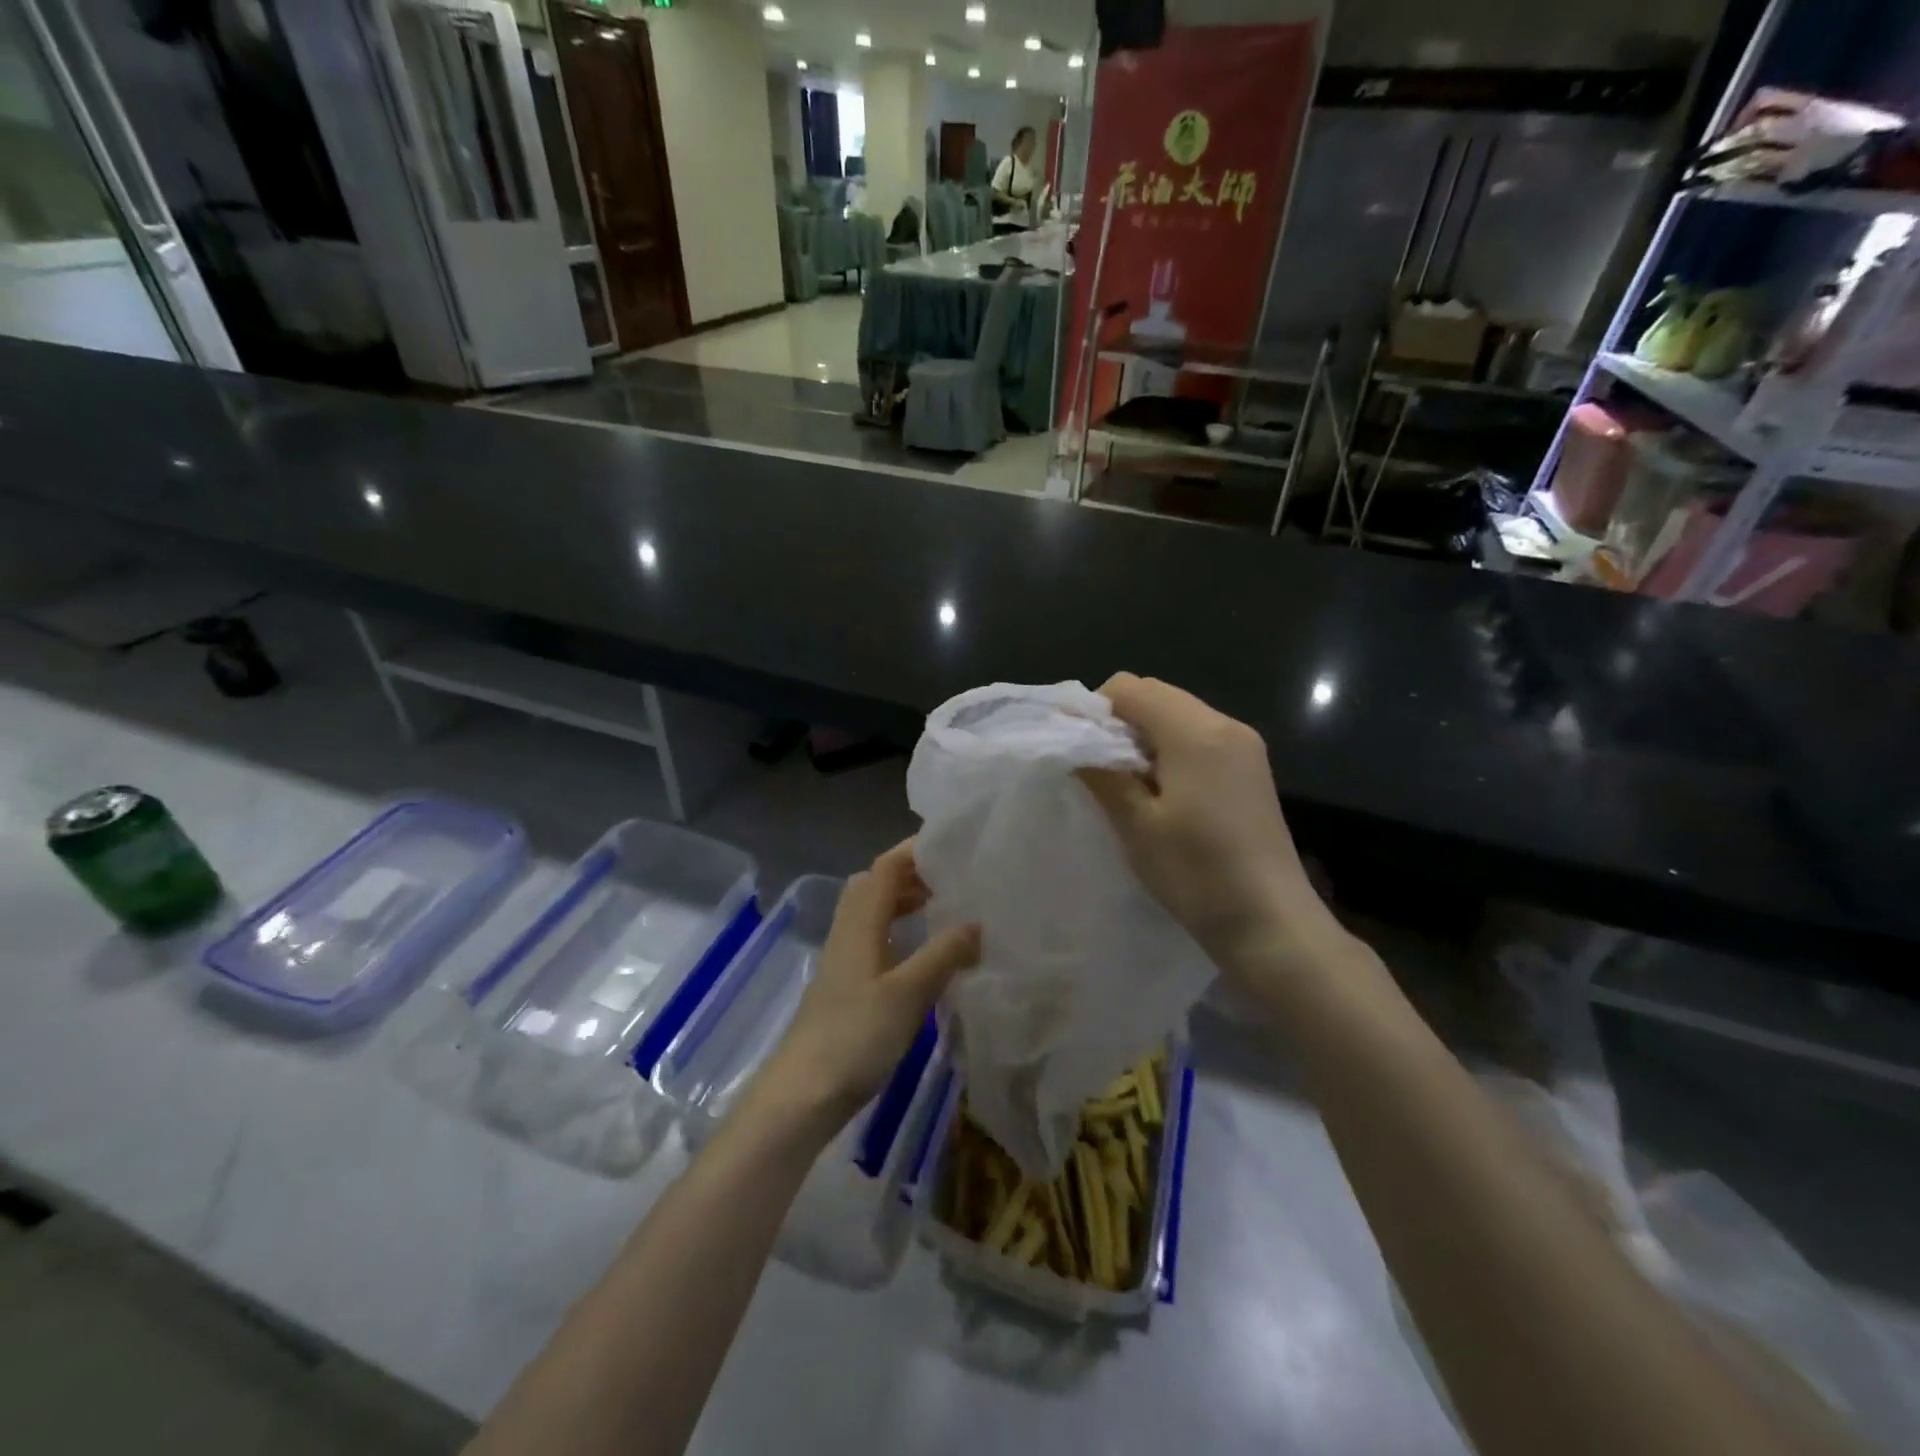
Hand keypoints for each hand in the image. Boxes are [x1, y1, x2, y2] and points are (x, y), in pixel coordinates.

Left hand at [752, 843, 979, 1137]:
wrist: (804, 1092)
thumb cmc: (856, 1036)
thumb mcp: (909, 993)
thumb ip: (944, 954)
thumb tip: (977, 922)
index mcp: (861, 923)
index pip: (886, 868)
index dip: (915, 850)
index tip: (952, 844)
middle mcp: (849, 932)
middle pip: (876, 885)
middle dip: (912, 873)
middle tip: (952, 877)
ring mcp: (845, 959)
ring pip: (874, 913)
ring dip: (905, 902)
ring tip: (943, 908)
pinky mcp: (846, 985)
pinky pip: (875, 939)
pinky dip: (900, 932)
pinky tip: (922, 955)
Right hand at [1080, 674, 1343, 976]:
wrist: (1271, 923)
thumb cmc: (1197, 873)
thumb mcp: (1137, 824)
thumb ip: (1103, 773)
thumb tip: (1075, 742)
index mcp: (1195, 731)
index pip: (1129, 687)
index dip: (1094, 710)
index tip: (1078, 750)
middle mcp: (1225, 724)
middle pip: (1156, 695)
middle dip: (1119, 722)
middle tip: (1101, 771)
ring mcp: (1244, 745)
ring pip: (1177, 715)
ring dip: (1145, 738)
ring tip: (1130, 787)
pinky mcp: (1252, 768)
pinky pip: (1199, 738)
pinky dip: (1171, 751)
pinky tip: (1164, 794)